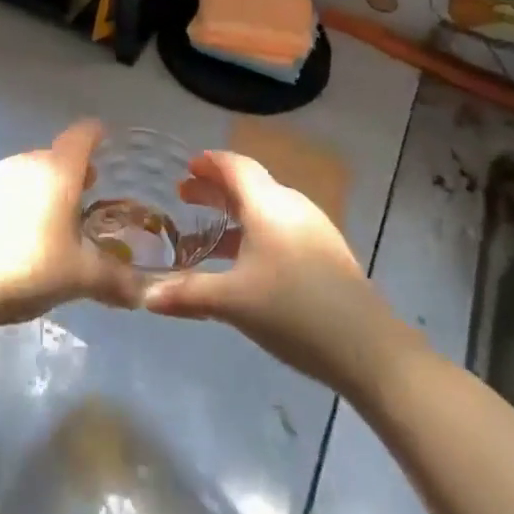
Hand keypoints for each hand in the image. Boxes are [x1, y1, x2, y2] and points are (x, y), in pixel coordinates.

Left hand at [0, 120, 145, 338]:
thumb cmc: (26, 269)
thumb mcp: (79, 278)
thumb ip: (115, 280)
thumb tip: (143, 294)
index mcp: (56, 170)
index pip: (82, 135)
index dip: (97, 135)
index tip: (107, 140)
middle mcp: (23, 163)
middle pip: (54, 157)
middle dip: (72, 173)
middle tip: (87, 197)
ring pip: (26, 174)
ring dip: (42, 190)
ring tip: (52, 224)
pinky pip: (1, 192)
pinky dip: (15, 205)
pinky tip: (13, 240)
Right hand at [142, 150, 414, 391]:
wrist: (370, 350)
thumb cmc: (294, 311)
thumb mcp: (233, 301)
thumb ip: (187, 294)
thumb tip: (144, 296)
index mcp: (268, 204)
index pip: (235, 166)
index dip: (209, 163)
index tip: (186, 167)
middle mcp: (291, 206)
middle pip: (249, 184)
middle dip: (215, 188)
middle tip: (184, 196)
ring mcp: (313, 229)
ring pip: (266, 208)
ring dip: (234, 213)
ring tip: (207, 232)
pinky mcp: (326, 254)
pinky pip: (281, 227)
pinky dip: (255, 231)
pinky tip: (244, 262)